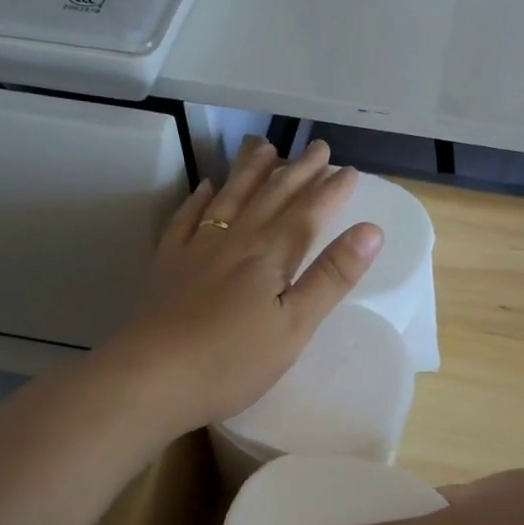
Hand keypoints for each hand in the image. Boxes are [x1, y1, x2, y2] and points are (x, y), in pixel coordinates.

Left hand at [105, 137, 382, 436]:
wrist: (152, 377)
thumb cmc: (233, 361)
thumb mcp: (295, 326)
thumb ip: (331, 277)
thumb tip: (371, 230)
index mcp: (270, 256)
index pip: (307, 214)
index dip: (331, 191)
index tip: (350, 170)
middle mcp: (235, 241)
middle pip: (270, 196)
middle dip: (297, 171)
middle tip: (317, 147)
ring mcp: (196, 250)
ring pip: (229, 198)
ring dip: (250, 171)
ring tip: (265, 147)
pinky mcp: (168, 266)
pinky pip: (186, 220)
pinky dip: (198, 199)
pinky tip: (205, 187)